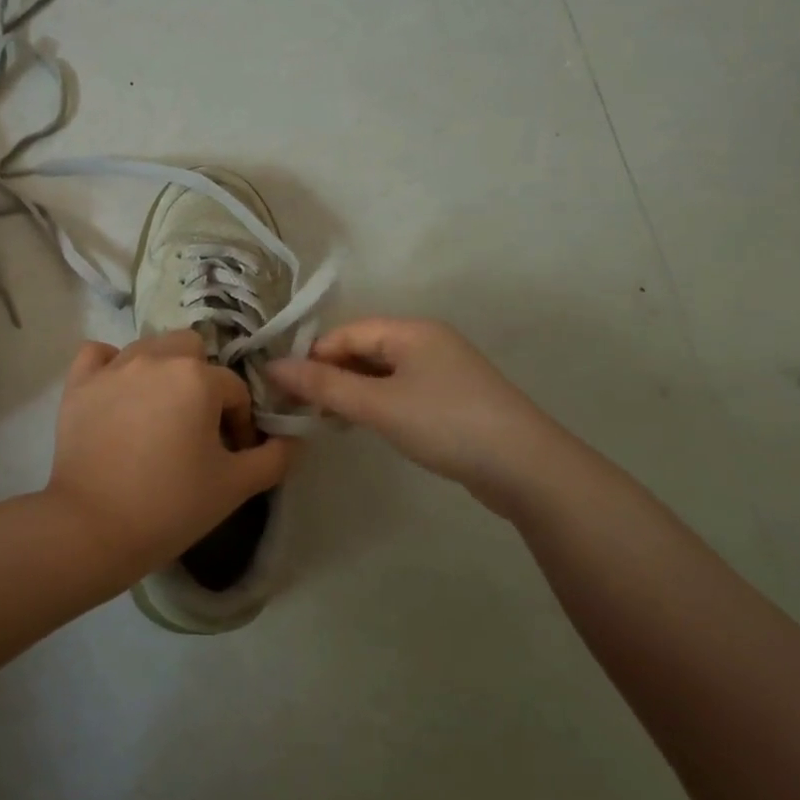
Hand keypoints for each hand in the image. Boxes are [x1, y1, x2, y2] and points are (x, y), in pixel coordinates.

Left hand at [48, 331, 293, 577]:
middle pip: (192, 350)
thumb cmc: (170, 505)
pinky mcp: (79, 383)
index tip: (231, 456)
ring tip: (158, 412)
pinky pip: (99, 355)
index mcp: (198, 378)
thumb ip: (274, 457)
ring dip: (162, 371)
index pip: (235, 390)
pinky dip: (111, 366)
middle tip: (195, 424)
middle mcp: (156, 359)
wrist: (93, 527)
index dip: (240, 423)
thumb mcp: (236, 486)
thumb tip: (293, 439)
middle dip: (201, 380)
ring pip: (149, 348)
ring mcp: (113, 367)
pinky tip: (117, 392)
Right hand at [266, 318, 587, 517]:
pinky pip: (402, 390)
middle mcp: (428, 341)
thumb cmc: (445, 424)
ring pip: (382, 372)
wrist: (527, 468)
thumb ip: (324, 385)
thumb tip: (272, 366)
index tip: (286, 390)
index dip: (313, 358)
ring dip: (353, 392)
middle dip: (331, 375)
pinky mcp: (454, 398)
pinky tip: (368, 426)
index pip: (345, 333)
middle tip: (304, 409)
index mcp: (411, 330)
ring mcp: (444, 370)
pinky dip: (378, 403)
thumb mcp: (378, 405)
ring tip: (330, 421)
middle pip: (363, 349)